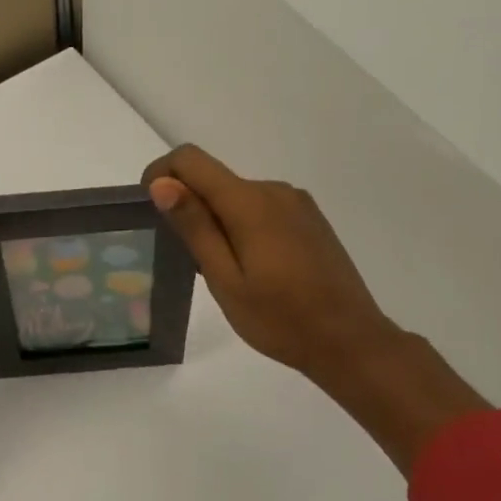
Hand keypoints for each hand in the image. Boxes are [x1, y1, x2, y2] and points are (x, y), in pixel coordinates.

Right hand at [144, 145, 395, 389]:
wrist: (350, 341)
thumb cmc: (280, 319)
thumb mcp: (225, 280)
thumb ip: (195, 227)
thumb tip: (162, 183)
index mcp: (250, 202)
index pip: (191, 160)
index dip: (161, 174)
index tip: (151, 210)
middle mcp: (274, 190)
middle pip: (215, 179)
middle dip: (190, 207)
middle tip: (189, 262)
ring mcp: (297, 203)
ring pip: (238, 196)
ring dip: (218, 221)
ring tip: (223, 274)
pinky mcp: (310, 219)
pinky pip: (262, 209)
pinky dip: (243, 227)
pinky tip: (253, 270)